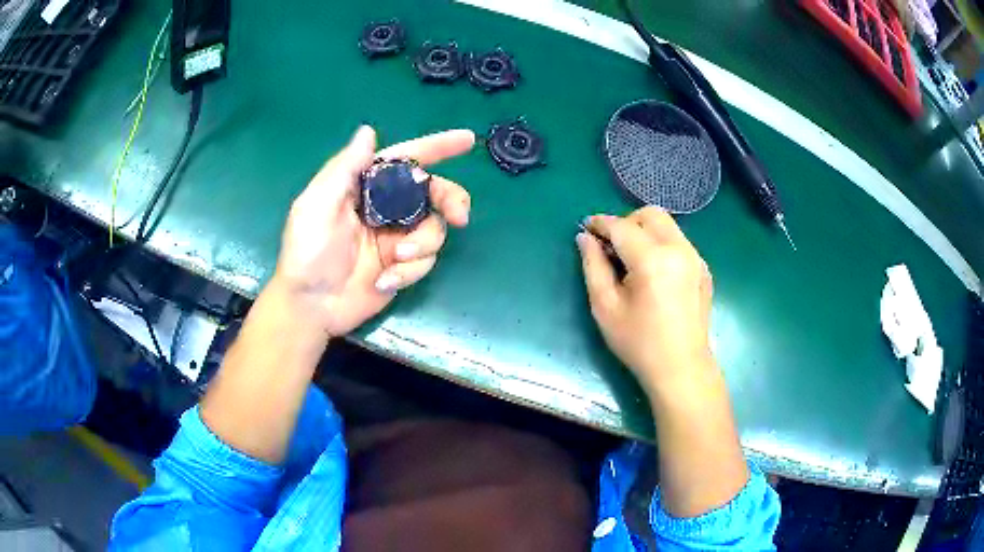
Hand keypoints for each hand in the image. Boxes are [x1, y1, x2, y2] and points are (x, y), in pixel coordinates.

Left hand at [272, 125, 473, 337]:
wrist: (310, 306)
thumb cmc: (306, 251)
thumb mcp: (317, 204)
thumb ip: (344, 169)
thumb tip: (368, 132)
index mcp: (366, 186)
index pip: (404, 159)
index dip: (436, 147)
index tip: (467, 140)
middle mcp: (386, 208)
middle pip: (433, 192)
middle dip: (452, 199)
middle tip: (459, 217)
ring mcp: (396, 238)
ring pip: (435, 229)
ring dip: (424, 243)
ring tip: (398, 258)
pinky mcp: (402, 266)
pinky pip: (425, 261)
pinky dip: (410, 271)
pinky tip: (384, 282)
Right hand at [576, 207, 713, 393]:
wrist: (682, 368)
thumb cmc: (639, 343)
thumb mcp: (606, 307)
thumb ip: (593, 267)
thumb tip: (585, 238)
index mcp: (652, 259)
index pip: (621, 226)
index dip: (600, 223)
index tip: (586, 227)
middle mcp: (678, 249)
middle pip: (650, 214)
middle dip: (626, 222)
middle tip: (612, 246)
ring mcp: (695, 258)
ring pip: (667, 225)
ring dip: (645, 232)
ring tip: (632, 260)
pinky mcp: (703, 268)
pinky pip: (679, 242)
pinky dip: (662, 245)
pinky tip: (654, 274)